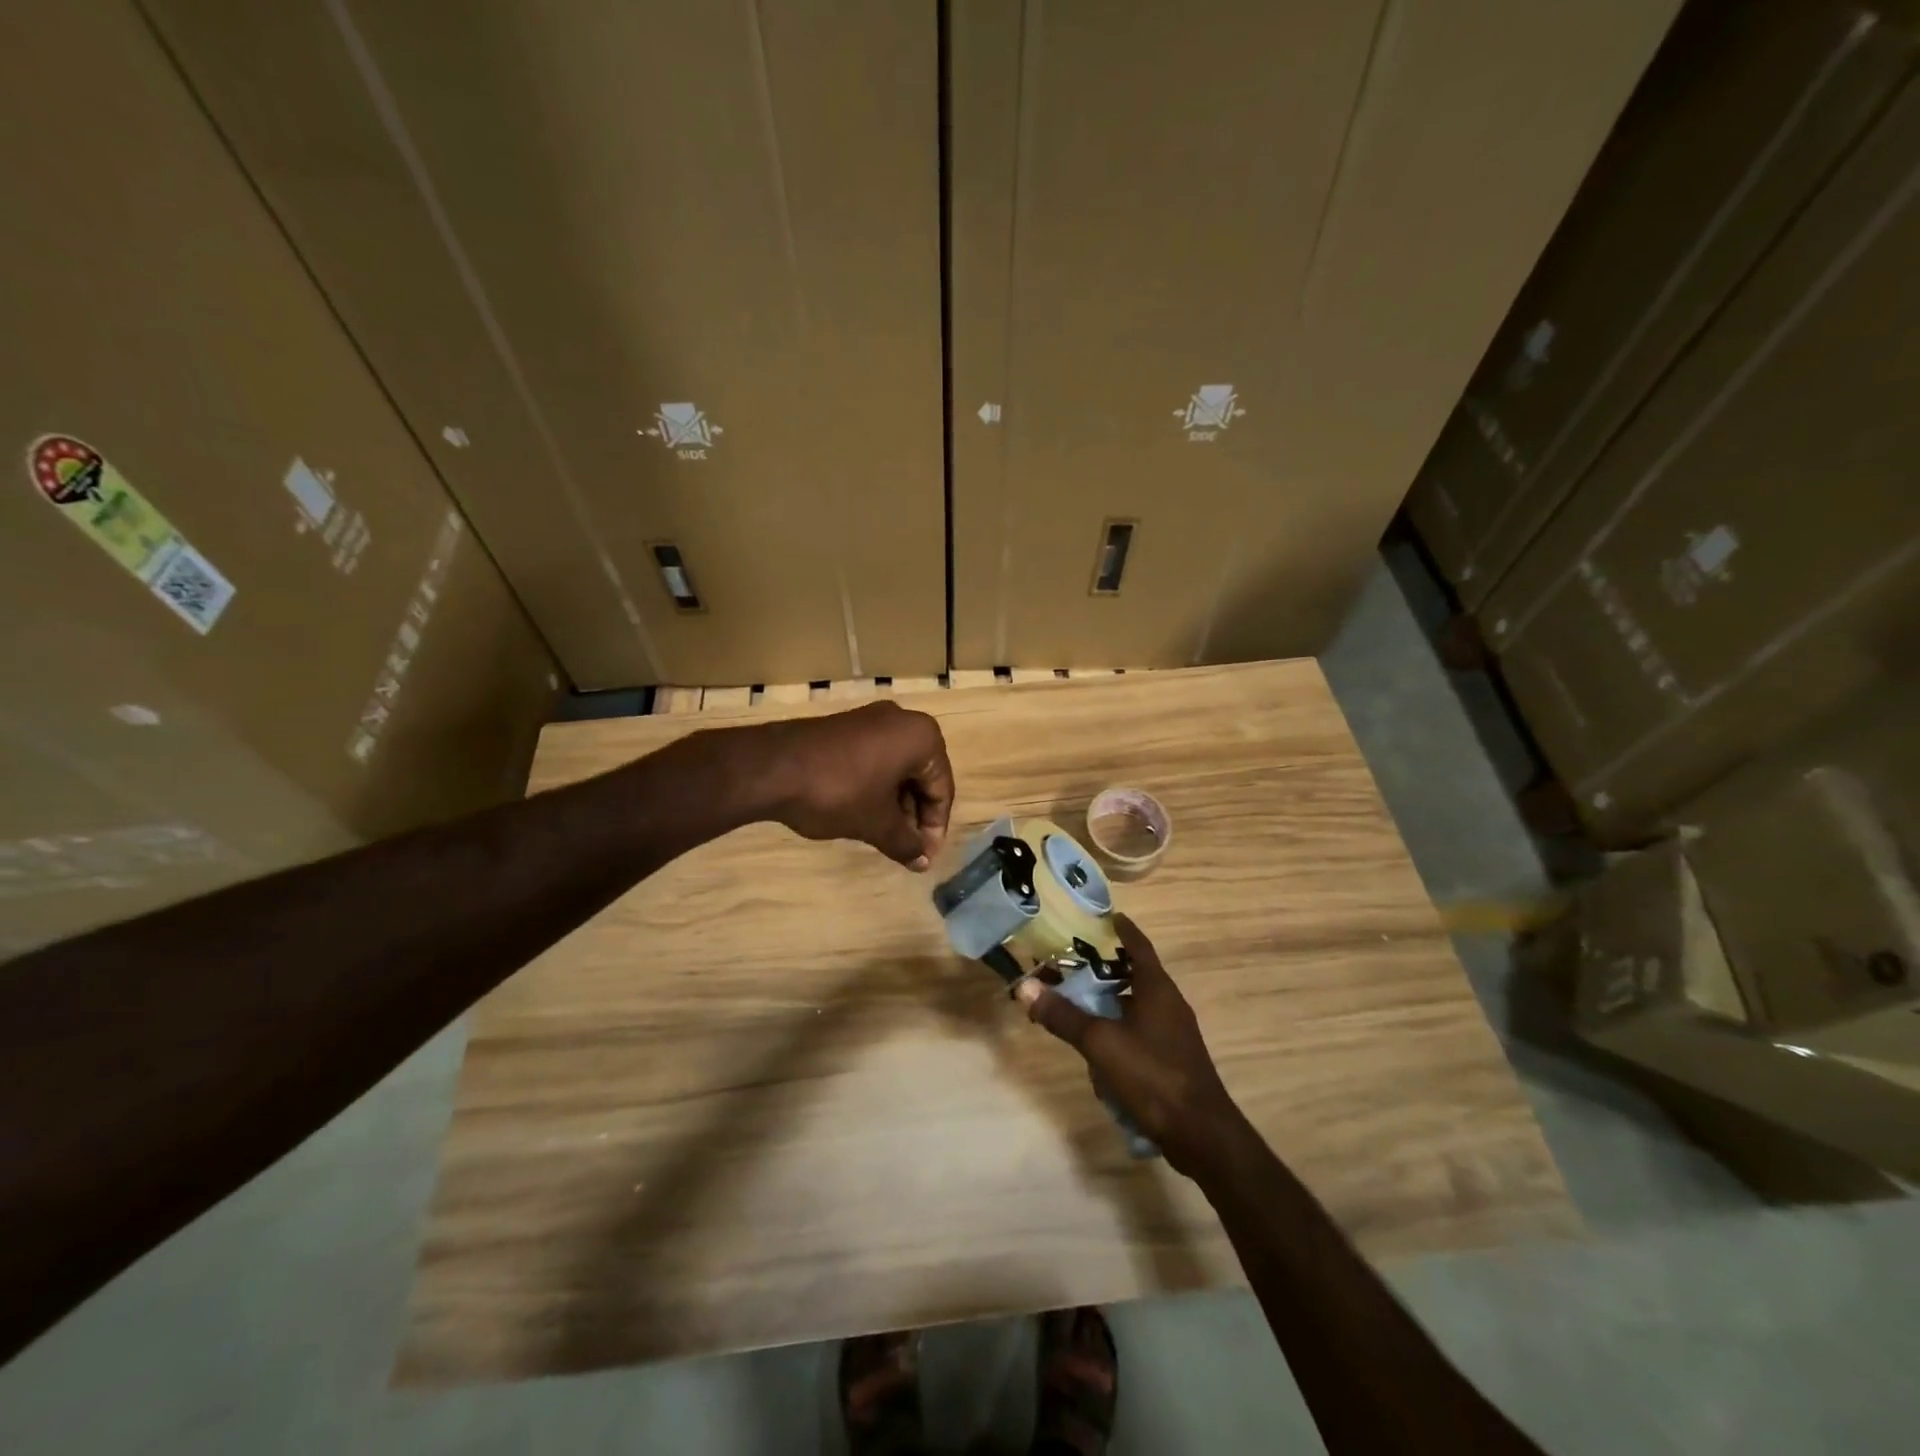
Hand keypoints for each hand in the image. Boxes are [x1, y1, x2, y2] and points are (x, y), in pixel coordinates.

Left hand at [751, 702, 954, 869]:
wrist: (772, 767)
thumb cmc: (838, 792)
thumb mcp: (876, 823)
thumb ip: (906, 843)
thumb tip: (922, 862)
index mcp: (922, 737)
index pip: (942, 789)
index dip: (934, 828)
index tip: (923, 857)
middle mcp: (902, 721)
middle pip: (922, 776)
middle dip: (915, 816)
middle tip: (906, 849)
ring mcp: (871, 720)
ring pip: (897, 769)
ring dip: (896, 805)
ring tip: (885, 837)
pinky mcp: (846, 728)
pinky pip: (875, 760)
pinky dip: (876, 788)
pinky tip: (864, 814)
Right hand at [1017, 915, 1244, 1176]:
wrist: (1201, 1134)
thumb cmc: (1153, 1076)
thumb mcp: (1101, 1043)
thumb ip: (1064, 1016)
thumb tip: (1025, 987)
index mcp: (1157, 989)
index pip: (1139, 946)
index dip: (1123, 929)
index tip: (1107, 916)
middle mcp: (1168, 1004)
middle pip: (1135, 975)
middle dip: (1105, 969)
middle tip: (1074, 962)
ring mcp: (1173, 1034)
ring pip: (1135, 1007)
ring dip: (1109, 1005)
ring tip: (1077, 1006)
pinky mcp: (1171, 1060)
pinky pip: (1139, 1034)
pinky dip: (1118, 1033)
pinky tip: (1098, 1055)